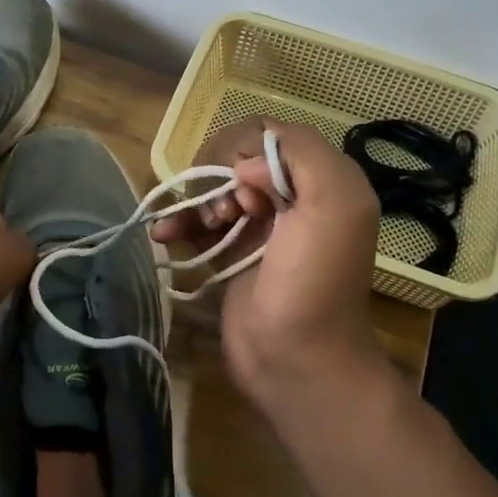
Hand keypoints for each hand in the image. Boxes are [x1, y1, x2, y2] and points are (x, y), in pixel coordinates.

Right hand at [151, 119, 384, 406]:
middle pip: (237, 159)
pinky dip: (179, 222)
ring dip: (194, 199)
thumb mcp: (333, 205)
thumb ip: (302, 156)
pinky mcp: (231, 251)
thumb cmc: (315, 282)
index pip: (270, 135)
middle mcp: (292, 196)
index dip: (246, 152)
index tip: (241, 187)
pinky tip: (163, 233)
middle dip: (218, 177)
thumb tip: (247, 165)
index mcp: (321, 180)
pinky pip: (200, 220)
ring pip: (215, 187)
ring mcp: (259, 225)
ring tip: (191, 227)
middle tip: (224, 213)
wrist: (296, 361)